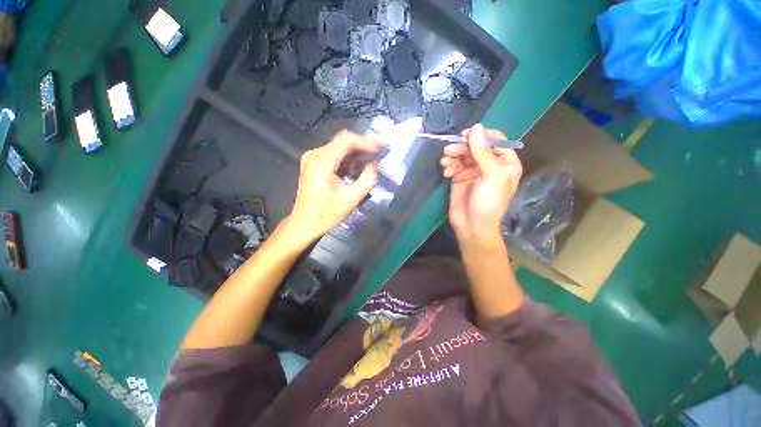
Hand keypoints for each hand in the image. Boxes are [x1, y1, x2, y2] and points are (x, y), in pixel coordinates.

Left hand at [284, 130, 384, 245]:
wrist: (305, 223)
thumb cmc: (327, 214)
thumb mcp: (352, 198)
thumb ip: (367, 179)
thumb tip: (375, 163)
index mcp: (322, 162)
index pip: (347, 141)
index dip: (368, 141)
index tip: (384, 144)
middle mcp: (315, 155)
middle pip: (343, 141)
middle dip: (364, 145)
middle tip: (381, 151)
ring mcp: (312, 158)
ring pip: (339, 147)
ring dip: (356, 152)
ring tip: (372, 159)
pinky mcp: (313, 164)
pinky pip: (334, 155)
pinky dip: (348, 159)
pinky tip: (358, 167)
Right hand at [440, 124, 521, 243]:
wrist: (472, 226)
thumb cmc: (489, 203)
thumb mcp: (492, 176)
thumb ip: (483, 152)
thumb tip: (475, 127)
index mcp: (505, 162)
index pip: (494, 139)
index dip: (480, 135)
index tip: (465, 135)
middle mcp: (490, 164)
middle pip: (475, 146)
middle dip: (461, 147)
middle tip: (448, 150)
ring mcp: (473, 170)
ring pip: (462, 154)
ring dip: (452, 156)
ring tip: (445, 163)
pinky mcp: (459, 177)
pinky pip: (454, 165)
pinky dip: (448, 165)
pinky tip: (446, 172)